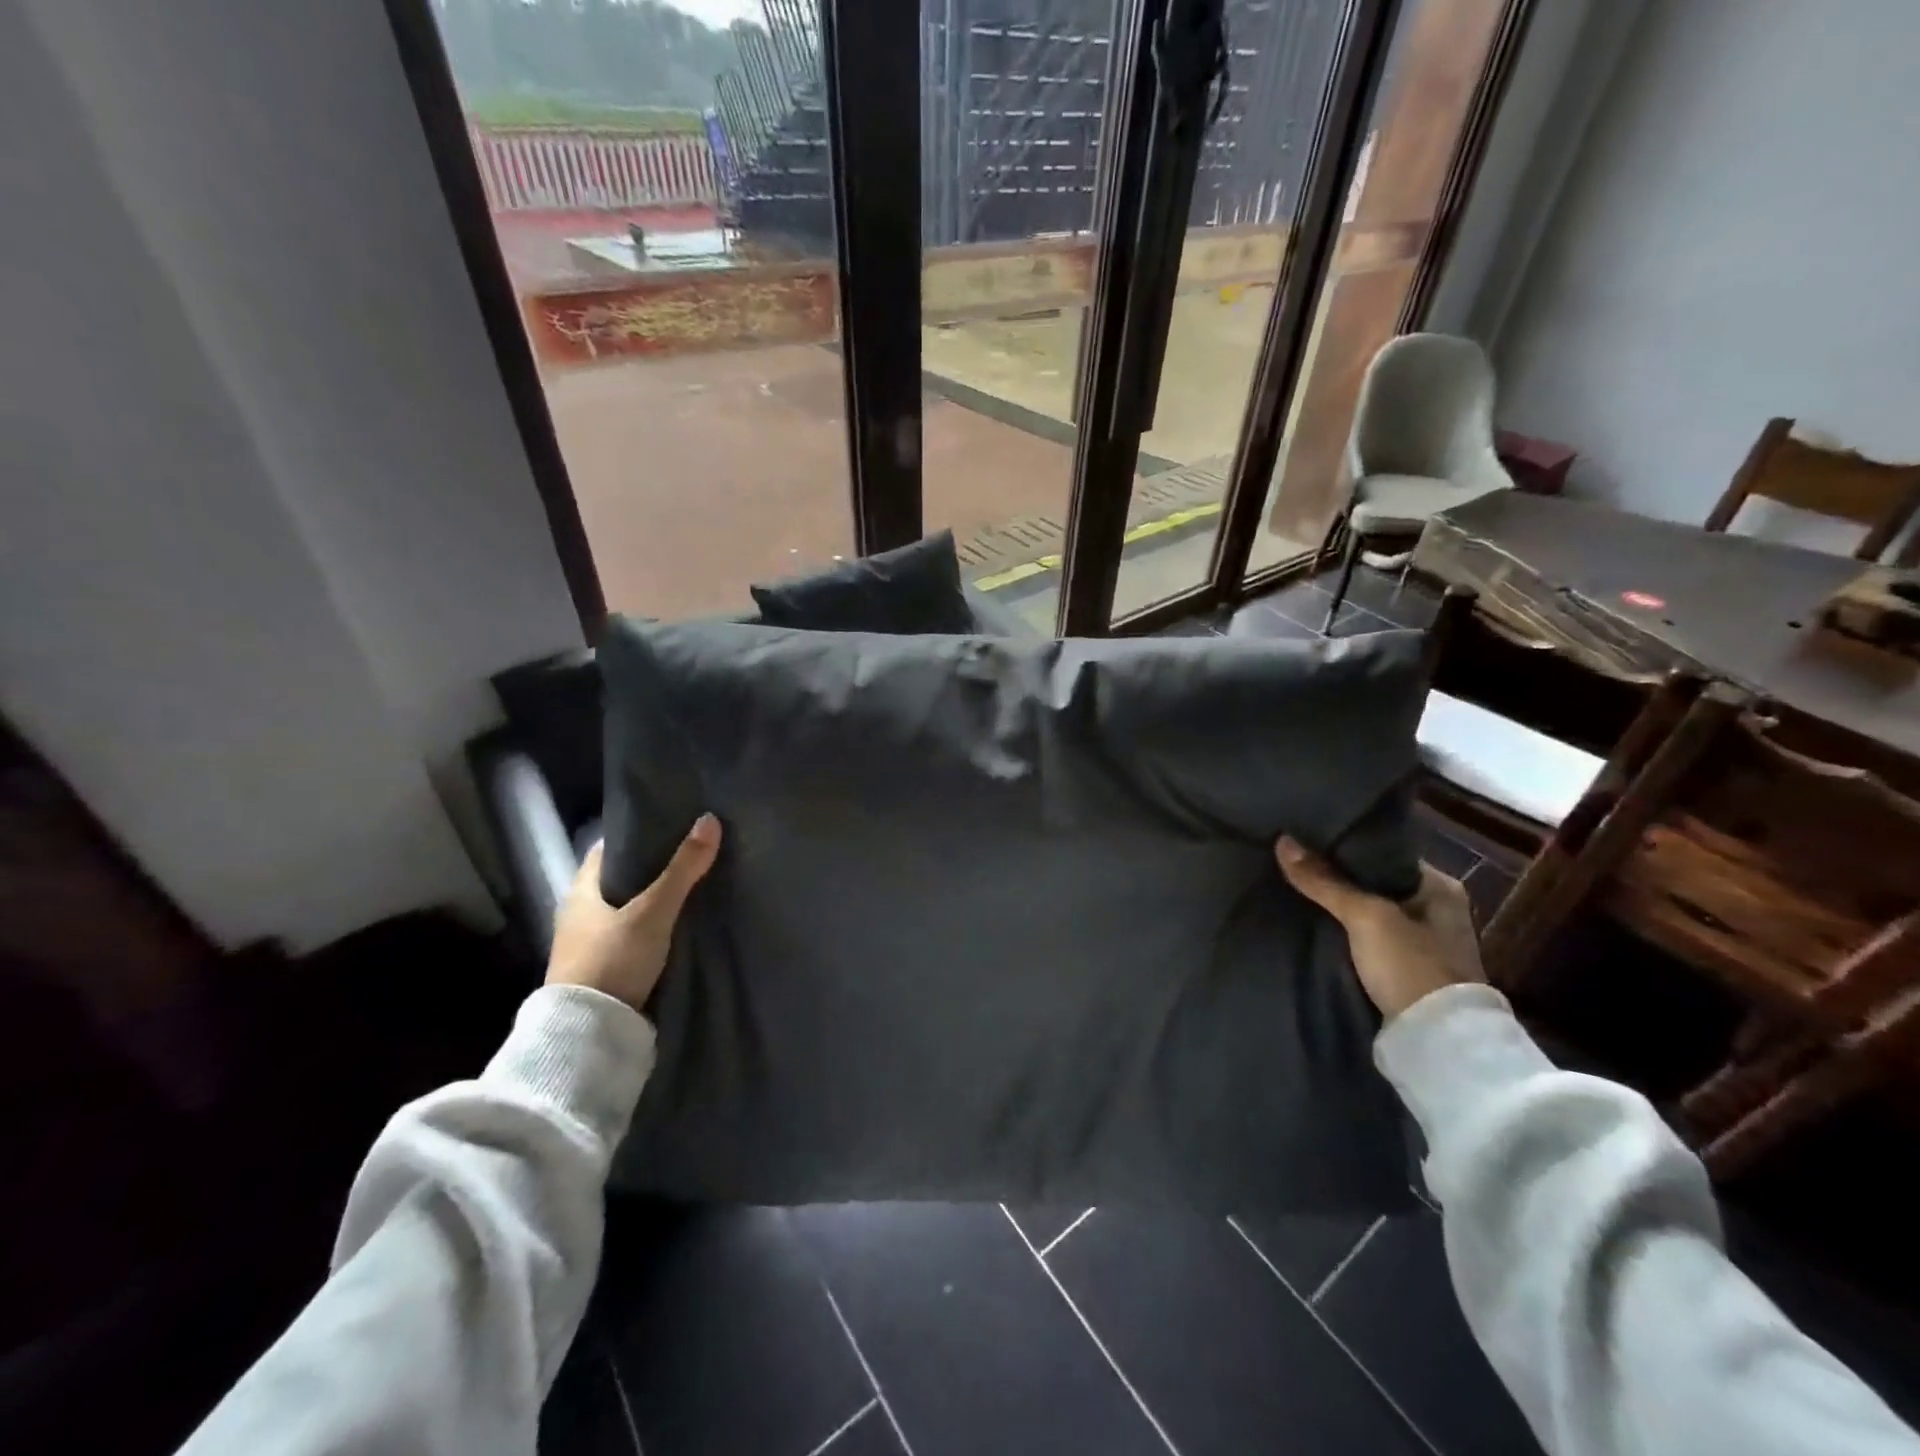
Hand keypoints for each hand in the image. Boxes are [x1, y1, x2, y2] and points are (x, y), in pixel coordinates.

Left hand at [547, 815, 722, 1012]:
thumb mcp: (653, 911)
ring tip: (692, 887)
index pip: (608, 849)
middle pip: (620, 879)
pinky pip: (631, 935)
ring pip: (626, 909)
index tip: (671, 827)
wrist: (589, 1033)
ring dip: (653, 900)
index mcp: (581, 890)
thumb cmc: (613, 959)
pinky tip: (678, 925)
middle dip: (652, 868)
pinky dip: (652, 926)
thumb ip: (682, 869)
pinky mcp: (603, 970)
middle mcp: (579, 913)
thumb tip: (710, 819)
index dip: (637, 835)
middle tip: (692, 855)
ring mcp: (589, 944)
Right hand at [1275, 836, 1483, 1019]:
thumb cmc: (1410, 965)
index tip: (1307, 841)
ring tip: (1294, 890)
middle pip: (1374, 883)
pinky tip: (1312, 925)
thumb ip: (1324, 881)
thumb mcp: (1365, 917)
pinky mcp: (1405, 971)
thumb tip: (1283, 840)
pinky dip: (1343, 934)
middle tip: (1294, 864)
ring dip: (1339, 908)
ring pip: (1368, 913)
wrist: (1438, 1042)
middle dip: (1338, 879)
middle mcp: (1436, 910)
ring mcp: (1423, 943)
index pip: (1384, 854)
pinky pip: (1366, 939)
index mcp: (1440, 887)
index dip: (1346, 848)